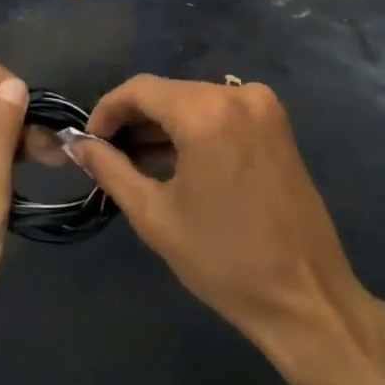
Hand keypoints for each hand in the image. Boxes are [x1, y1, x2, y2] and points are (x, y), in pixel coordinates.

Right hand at [70, 76, 369, 361]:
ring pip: (196, 101)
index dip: (107, 110)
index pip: (141, 88)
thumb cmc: (223, 260)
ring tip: (137, 163)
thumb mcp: (155, 215)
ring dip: (164, 126)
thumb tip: (79, 145)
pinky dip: (196, 130)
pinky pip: (223, 114)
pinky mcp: (278, 126)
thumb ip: (111, 169)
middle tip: (109, 157)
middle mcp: (239, 94)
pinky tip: (178, 162)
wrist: (305, 295)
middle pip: (170, 92)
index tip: (89, 142)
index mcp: (208, 111)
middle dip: (135, 120)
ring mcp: (265, 107)